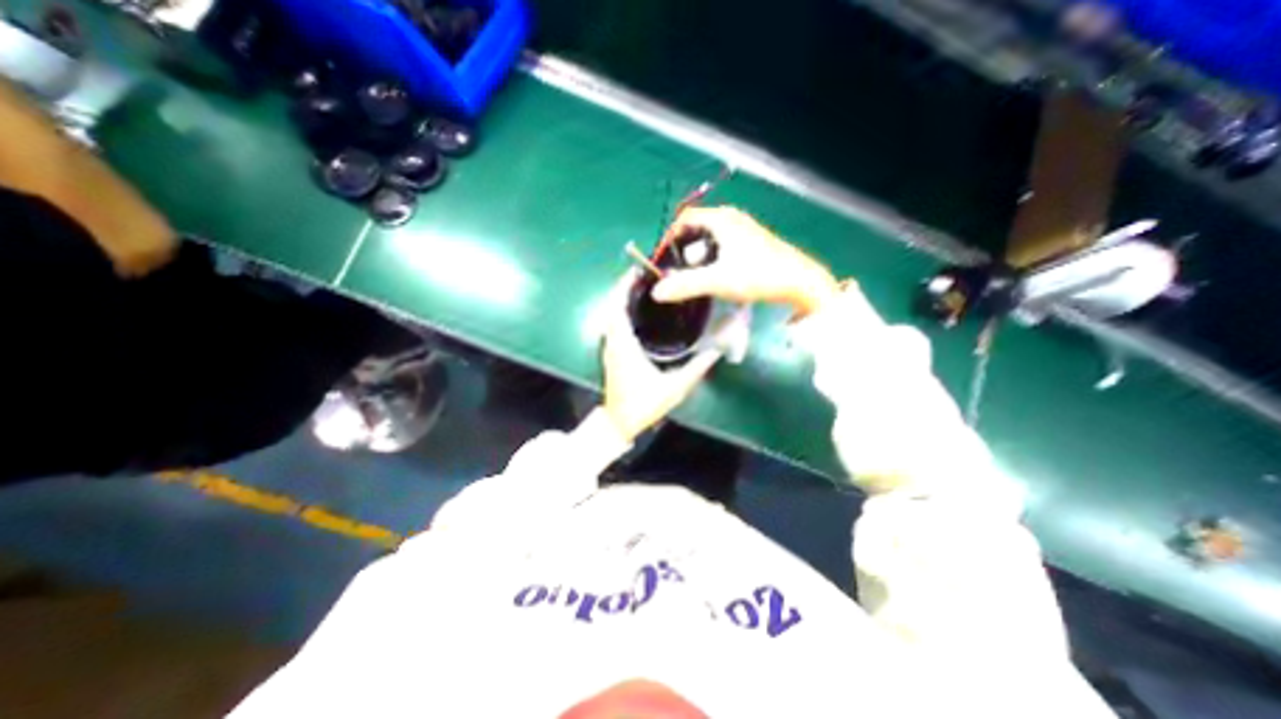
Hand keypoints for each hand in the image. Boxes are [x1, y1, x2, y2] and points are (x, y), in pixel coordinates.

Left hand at [603, 270, 730, 439]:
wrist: (620, 423)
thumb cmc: (643, 406)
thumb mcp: (674, 388)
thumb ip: (696, 368)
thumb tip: (717, 350)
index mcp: (623, 346)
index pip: (617, 309)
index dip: (623, 287)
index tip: (636, 272)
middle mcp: (613, 343)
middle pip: (612, 307)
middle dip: (624, 288)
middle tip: (646, 276)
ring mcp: (610, 348)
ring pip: (611, 316)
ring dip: (622, 299)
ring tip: (644, 288)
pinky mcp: (612, 353)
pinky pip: (613, 325)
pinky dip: (621, 312)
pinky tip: (638, 312)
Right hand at [652, 206, 841, 313]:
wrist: (799, 281)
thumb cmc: (758, 275)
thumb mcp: (718, 280)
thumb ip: (686, 285)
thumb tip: (656, 292)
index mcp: (721, 219)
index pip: (685, 219)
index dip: (670, 237)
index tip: (663, 259)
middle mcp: (731, 218)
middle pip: (696, 228)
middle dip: (683, 248)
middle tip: (678, 271)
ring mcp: (744, 229)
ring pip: (710, 238)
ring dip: (698, 255)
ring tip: (695, 277)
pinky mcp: (751, 242)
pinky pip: (722, 245)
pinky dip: (712, 257)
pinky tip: (716, 275)